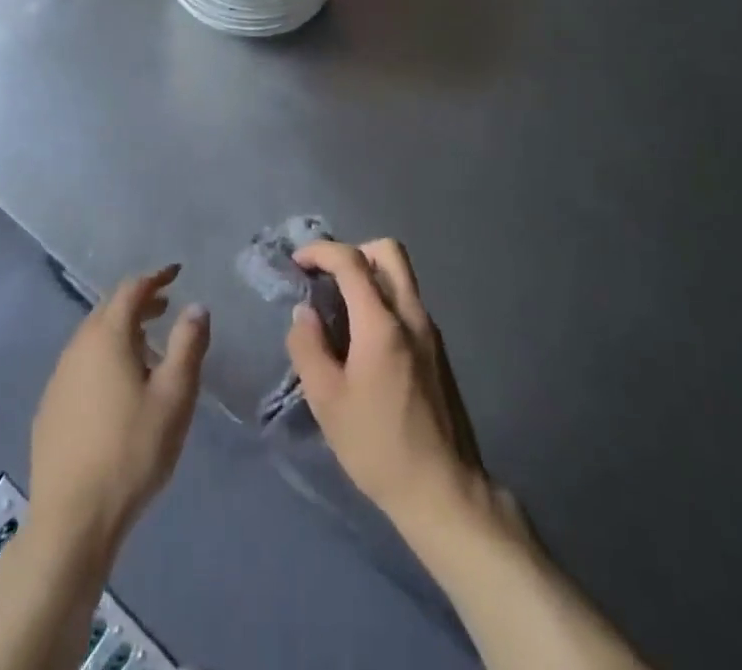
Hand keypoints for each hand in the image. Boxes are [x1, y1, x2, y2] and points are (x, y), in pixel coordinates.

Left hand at [28, 265, 209, 555]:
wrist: (72, 520)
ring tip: (147, 346)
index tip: (176, 273)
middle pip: (108, 310)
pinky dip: (103, 357)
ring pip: (92, 338)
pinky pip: (80, 365)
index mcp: (107, 336)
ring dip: (120, 331)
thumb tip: (195, 306)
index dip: (155, 278)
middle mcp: (77, 347)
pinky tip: (116, 387)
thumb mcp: (174, 396)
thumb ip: (188, 345)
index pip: (131, 290)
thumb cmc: (131, 451)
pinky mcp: (49, 408)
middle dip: (138, 302)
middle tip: (165, 306)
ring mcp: (58, 378)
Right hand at [286, 239, 492, 530]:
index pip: (352, 261)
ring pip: (401, 277)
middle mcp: (411, 315)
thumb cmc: (379, 446)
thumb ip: (309, 348)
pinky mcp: (437, 350)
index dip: (321, 252)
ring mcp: (430, 331)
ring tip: (339, 310)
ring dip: (369, 276)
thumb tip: (304, 313)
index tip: (298, 261)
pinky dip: (383, 300)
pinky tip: (364, 340)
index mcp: (382, 323)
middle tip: (327, 279)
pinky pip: (407, 303)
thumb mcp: (327, 402)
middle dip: (353, 252)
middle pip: (388, 252)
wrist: (444, 490)